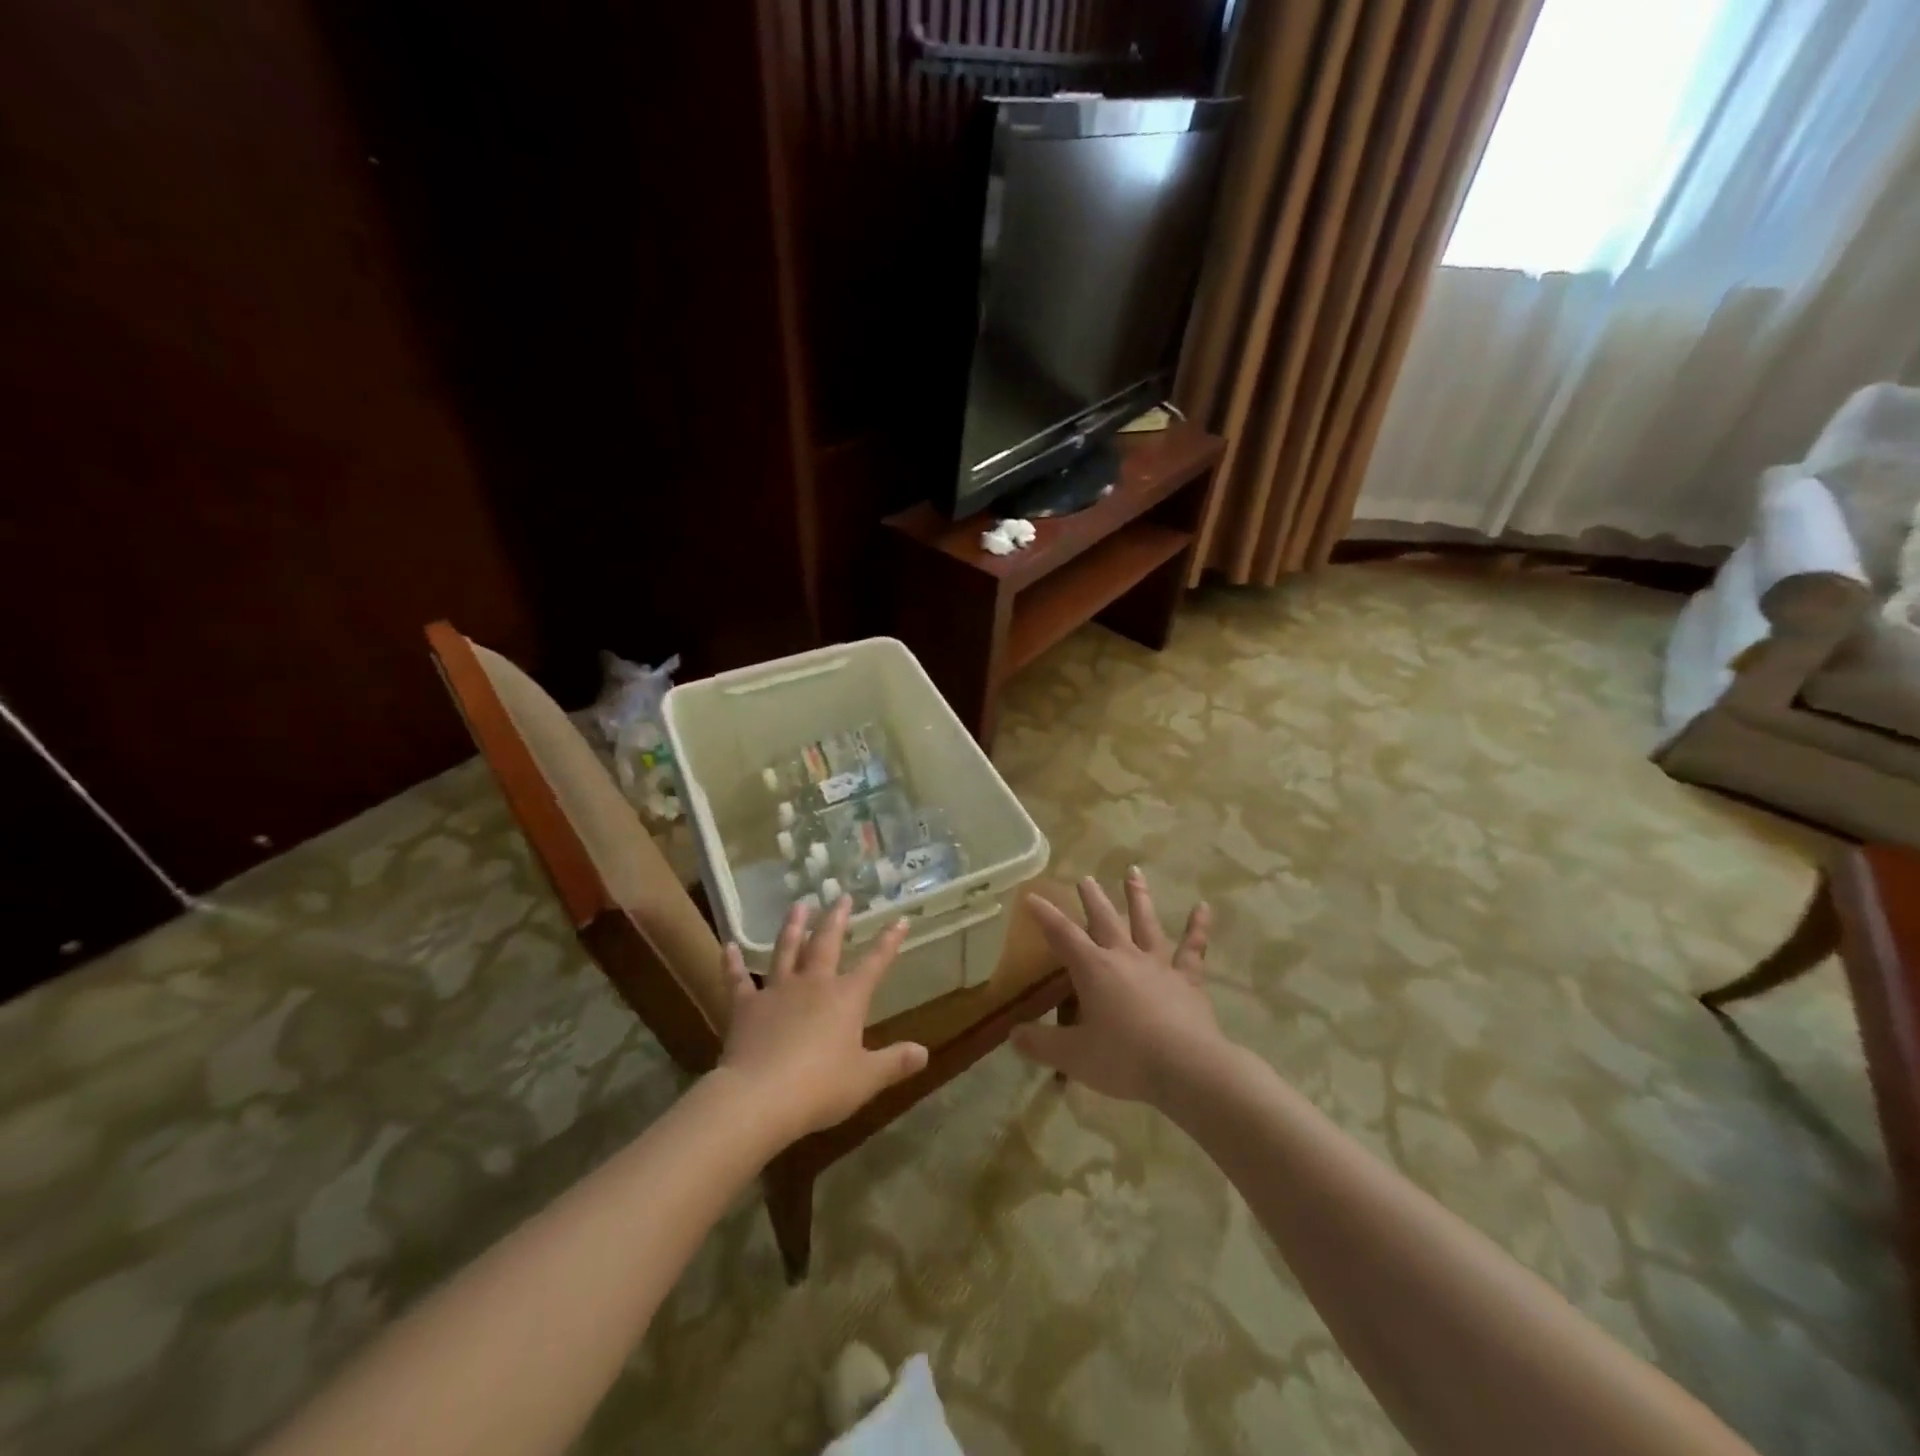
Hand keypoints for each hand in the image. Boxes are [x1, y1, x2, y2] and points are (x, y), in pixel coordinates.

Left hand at [715, 897, 929, 1144]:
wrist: (760, 1097)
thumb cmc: (820, 1087)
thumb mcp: (865, 1079)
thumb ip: (894, 1063)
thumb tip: (924, 1053)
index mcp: (847, 998)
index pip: (874, 963)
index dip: (888, 942)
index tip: (900, 919)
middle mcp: (814, 985)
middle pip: (826, 943)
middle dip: (836, 919)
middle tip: (842, 896)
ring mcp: (777, 992)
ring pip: (786, 950)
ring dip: (793, 927)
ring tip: (798, 905)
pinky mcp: (746, 1007)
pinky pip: (738, 981)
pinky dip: (732, 964)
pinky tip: (727, 947)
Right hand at [1011, 869, 1219, 1105]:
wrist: (1187, 1068)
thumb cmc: (1125, 1059)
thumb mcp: (1073, 1056)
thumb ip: (1041, 1044)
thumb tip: (1013, 1036)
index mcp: (1093, 969)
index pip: (1062, 935)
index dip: (1045, 915)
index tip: (1031, 896)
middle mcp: (1124, 957)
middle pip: (1104, 920)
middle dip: (1092, 898)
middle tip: (1085, 878)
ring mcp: (1159, 965)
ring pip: (1146, 923)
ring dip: (1138, 897)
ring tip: (1133, 871)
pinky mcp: (1188, 980)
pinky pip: (1192, 949)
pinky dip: (1197, 928)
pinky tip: (1203, 908)